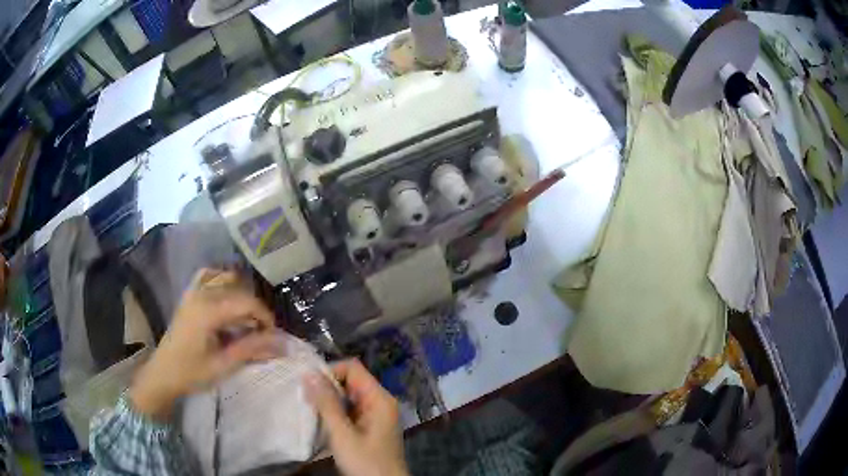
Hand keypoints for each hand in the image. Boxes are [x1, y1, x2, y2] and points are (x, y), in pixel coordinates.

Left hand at [130, 269, 280, 420]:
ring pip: (226, 279)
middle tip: (261, 334)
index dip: (265, 316)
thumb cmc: (191, 373)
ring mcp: (193, 291)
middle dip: (255, 310)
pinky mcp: (189, 295)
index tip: (273, 336)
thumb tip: (282, 343)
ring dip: (241, 296)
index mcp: (208, 310)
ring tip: (246, 320)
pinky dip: (222, 281)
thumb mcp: (223, 365)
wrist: (163, 373)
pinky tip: (228, 298)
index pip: (247, 302)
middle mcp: (201, 293)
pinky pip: (208, 276)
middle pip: (239, 290)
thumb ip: (251, 349)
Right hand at [305, 359, 408, 475]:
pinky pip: (350, 410)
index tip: (309, 386)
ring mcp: (375, 415)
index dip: (330, 372)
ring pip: (348, 396)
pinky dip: (335, 412)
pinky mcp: (369, 427)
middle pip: (350, 381)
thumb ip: (326, 403)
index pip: (353, 368)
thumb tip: (309, 373)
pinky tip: (321, 421)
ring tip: (309, 409)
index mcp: (379, 399)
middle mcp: (379, 402)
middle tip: (305, 399)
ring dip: (329, 401)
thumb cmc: (365, 462)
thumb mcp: (342, 434)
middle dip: (327, 387)